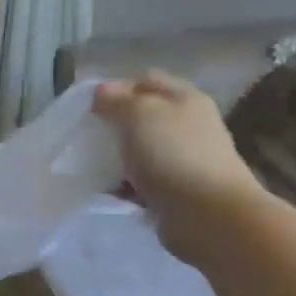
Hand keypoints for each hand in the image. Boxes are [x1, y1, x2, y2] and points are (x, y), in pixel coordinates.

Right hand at [94, 73, 266, 258]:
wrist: (207, 214)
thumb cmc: (172, 155)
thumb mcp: (139, 115)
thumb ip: (117, 100)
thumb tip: (101, 91)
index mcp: (185, 98)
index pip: (146, 81)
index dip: (117, 88)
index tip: (89, 106)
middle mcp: (188, 125)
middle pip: (144, 116)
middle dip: (114, 125)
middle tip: (88, 136)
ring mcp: (184, 158)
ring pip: (141, 149)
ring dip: (117, 157)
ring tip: (92, 167)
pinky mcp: (177, 189)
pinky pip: (143, 180)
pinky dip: (125, 184)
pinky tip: (109, 191)